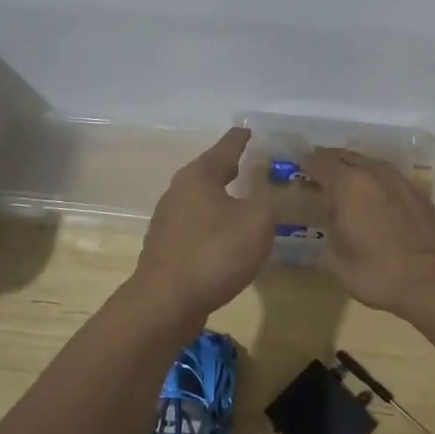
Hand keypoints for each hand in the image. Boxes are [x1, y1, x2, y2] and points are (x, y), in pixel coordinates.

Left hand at [133, 128, 275, 319]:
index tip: (251, 129)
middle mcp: (179, 190)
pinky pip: (198, 226)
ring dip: (223, 199)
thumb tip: (267, 196)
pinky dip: (215, 224)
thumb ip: (269, 202)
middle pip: (210, 171)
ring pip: (203, 200)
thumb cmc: (214, 253)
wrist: (165, 304)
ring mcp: (168, 220)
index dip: (242, 138)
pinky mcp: (167, 248)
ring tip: (246, 201)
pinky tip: (229, 237)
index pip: (226, 146)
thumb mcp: (257, 222)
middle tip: (255, 164)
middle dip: (232, 168)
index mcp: (199, 175)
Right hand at [303, 149, 434, 319]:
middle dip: (329, 162)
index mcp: (348, 184)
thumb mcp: (337, 261)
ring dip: (355, 170)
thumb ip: (327, 236)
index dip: (306, 164)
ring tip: (346, 186)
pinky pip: (389, 177)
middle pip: (345, 156)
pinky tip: (375, 198)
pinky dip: (375, 181)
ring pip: (370, 163)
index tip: (298, 171)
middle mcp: (374, 172)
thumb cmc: (378, 272)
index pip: (319, 161)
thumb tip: (328, 228)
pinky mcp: (419, 193)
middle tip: (318, 175)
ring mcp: (400, 180)